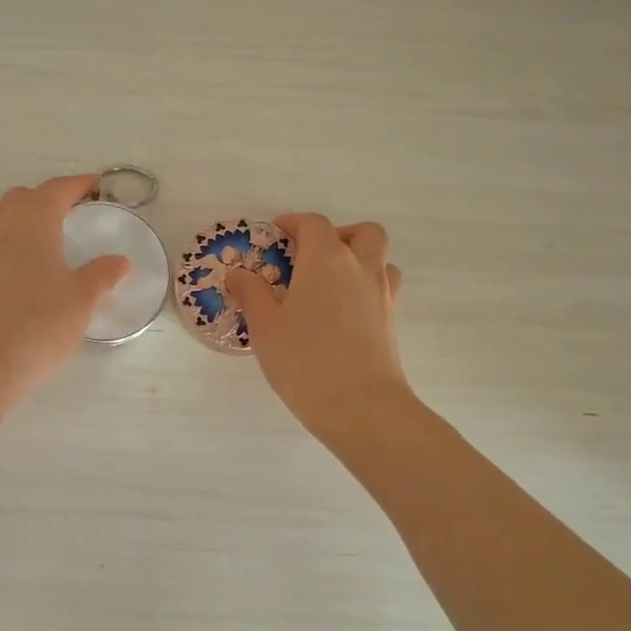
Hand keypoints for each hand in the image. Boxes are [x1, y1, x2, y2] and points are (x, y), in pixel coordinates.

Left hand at [0, 175, 128, 406]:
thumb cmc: (36, 324)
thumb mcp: (80, 301)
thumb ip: (100, 276)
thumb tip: (119, 261)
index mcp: (33, 220)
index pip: (56, 189)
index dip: (77, 185)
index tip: (94, 187)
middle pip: (21, 198)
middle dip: (45, 200)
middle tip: (69, 217)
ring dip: (12, 217)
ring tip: (33, 239)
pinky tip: (12, 273)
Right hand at [226, 214, 410, 443]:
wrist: (360, 406)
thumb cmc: (304, 359)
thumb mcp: (265, 326)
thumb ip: (251, 294)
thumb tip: (238, 274)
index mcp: (326, 260)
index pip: (313, 224)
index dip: (293, 223)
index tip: (276, 233)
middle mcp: (360, 268)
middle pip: (362, 233)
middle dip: (337, 235)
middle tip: (310, 257)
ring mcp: (382, 295)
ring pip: (380, 259)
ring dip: (358, 259)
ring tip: (329, 284)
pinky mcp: (391, 322)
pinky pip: (382, 289)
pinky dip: (365, 288)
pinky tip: (341, 313)